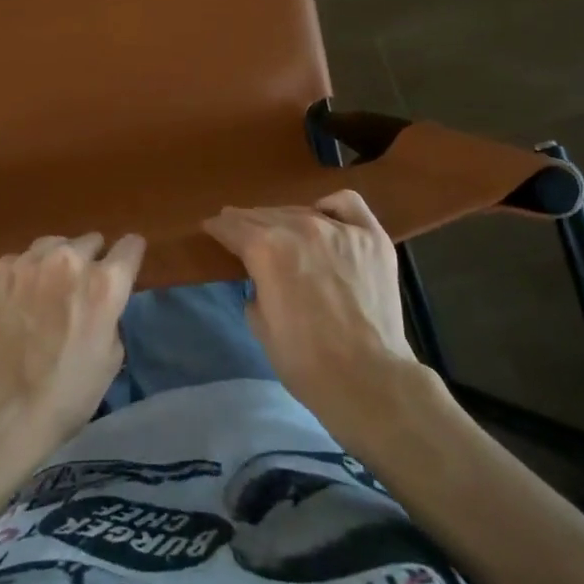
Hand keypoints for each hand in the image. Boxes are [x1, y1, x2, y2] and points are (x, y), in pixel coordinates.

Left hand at [0, 232, 143, 456]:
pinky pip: (21, 260)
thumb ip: (111, 317)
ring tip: (48, 290)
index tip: (125, 266)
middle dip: (91, 260)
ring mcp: (30, 261)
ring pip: (54, 244)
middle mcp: (70, 260)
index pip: (130, 246)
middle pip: (91, 241)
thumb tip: (101, 306)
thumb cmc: (65, 395)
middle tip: (81, 289)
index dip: (130, 256)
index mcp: (105, 284)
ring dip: (58, 262)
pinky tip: (18, 302)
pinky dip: (25, 275)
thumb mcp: (110, 360)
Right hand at [204, 191, 436, 432]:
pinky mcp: (372, 237)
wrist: (368, 380)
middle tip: (240, 230)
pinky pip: (346, 204)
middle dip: (247, 223)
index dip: (218, 228)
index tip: (212, 229)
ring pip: (301, 210)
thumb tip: (262, 278)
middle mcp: (300, 228)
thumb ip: (254, 287)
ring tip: (281, 232)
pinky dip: (330, 208)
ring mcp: (339, 229)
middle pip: (264, 215)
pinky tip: (324, 218)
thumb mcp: (259, 324)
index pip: (232, 226)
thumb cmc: (305, 361)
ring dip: (284, 220)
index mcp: (265, 249)